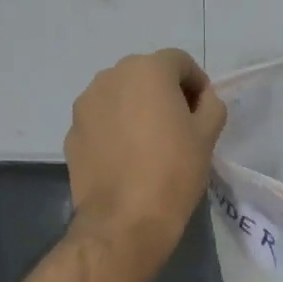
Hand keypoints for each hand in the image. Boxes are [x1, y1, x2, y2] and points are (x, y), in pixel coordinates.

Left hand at [66, 49, 226, 256]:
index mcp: (147, 70)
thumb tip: (201, 99)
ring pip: (119, 96)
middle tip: (179, 125)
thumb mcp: (208, 134)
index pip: (179, 62)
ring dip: (136, 108)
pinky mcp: (72, 132)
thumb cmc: (173, 170)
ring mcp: (86, 104)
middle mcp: (110, 76)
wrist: (124, 220)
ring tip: (149, 142)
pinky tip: (126, 158)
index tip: (202, 110)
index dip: (196, 83)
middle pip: (145, 74)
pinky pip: (101, 120)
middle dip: (164, 92)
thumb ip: (210, 104)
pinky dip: (115, 129)